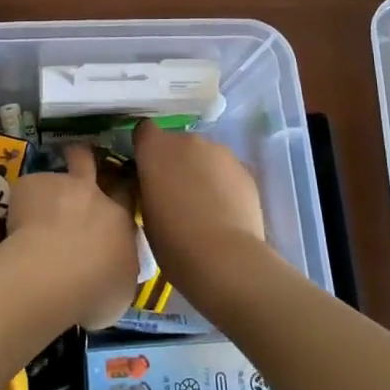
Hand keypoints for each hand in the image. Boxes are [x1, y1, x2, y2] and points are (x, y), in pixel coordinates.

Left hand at [5, 145, 139, 329]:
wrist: (52, 275)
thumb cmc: (94, 291)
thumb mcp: (121, 290)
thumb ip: (118, 269)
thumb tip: (111, 270)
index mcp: (119, 220)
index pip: (127, 194)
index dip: (121, 190)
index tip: (116, 191)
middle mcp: (92, 195)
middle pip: (88, 162)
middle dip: (84, 157)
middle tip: (76, 158)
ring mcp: (59, 185)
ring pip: (53, 175)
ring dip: (47, 191)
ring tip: (32, 214)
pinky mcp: (29, 185)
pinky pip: (26, 191)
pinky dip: (22, 206)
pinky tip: (14, 228)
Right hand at [132, 120, 270, 302]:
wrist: (224, 258)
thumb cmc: (172, 240)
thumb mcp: (145, 211)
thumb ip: (148, 186)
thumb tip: (155, 182)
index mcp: (155, 148)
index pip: (144, 131)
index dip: (145, 149)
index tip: (146, 171)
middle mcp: (187, 140)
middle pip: (177, 143)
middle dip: (175, 162)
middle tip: (175, 194)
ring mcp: (220, 151)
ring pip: (204, 156)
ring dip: (200, 171)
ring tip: (204, 206)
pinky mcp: (245, 169)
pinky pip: (226, 171)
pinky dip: (223, 184)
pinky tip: (225, 212)